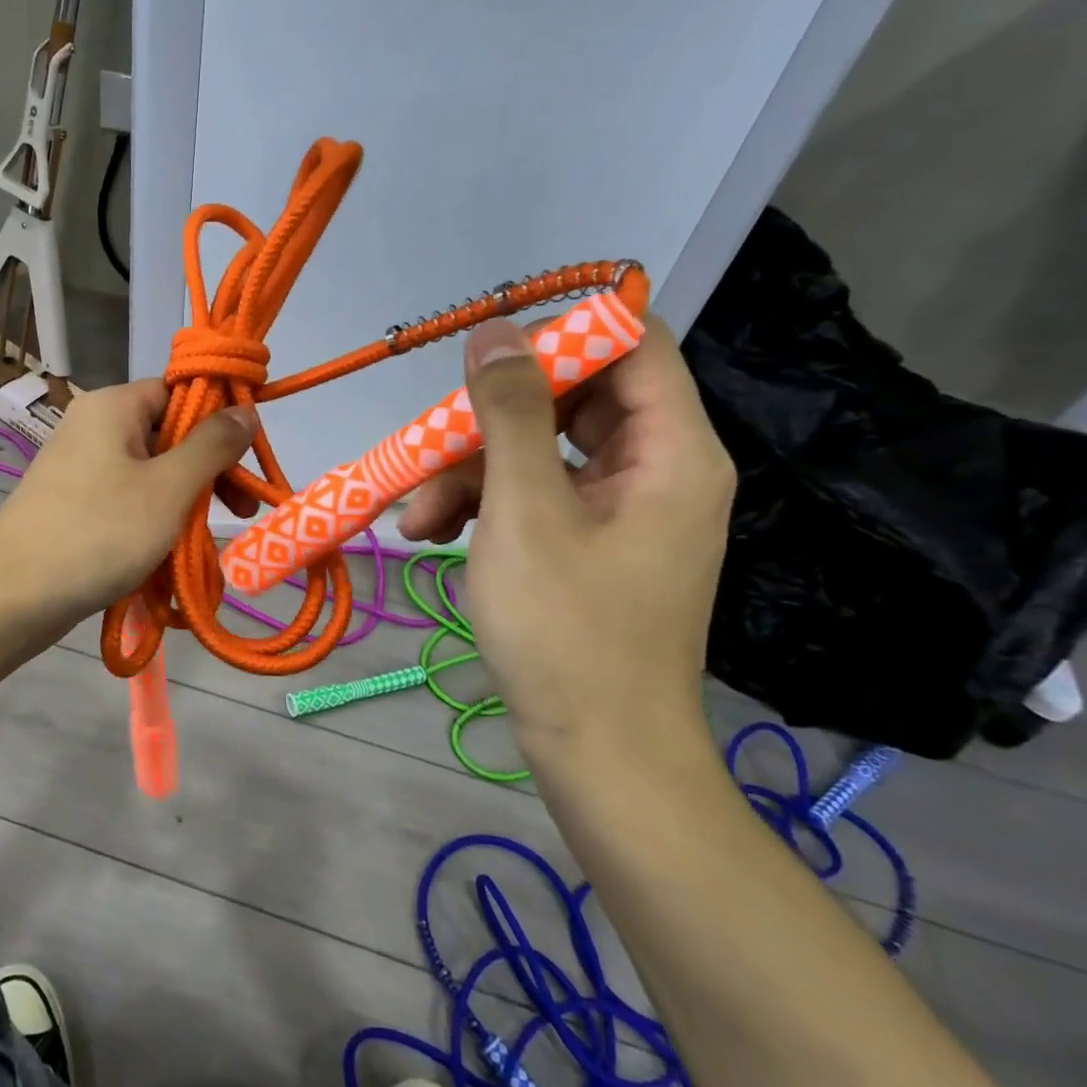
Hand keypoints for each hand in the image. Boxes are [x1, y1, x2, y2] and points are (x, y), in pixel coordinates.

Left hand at [0, 380, 256, 630]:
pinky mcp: (73, 503)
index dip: (219, 420)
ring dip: (185, 501)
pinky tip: (173, 553)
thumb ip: (213, 445)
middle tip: (240, 510)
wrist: (13, 595)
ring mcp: (79, 466)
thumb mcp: (169, 487)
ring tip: (208, 541)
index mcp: (114, 406)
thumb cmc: (100, 532)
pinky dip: (154, 520)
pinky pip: (126, 499)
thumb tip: (245, 409)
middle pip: (168, 433)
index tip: (248, 459)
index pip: (179, 392)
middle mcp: (94, 426)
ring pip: (150, 472)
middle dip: (208, 471)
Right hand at [401, 317, 734, 762]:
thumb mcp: (525, 510)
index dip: (562, 333)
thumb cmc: (568, 630)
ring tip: (415, 517)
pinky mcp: (586, 545)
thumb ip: (511, 413)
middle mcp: (654, 470)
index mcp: (671, 451)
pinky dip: (482, 508)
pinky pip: (533, 497)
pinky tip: (430, 534)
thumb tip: (495, 331)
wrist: (598, 755)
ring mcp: (618, 511)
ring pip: (538, 452)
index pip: (632, 344)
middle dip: (491, 419)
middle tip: (433, 440)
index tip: (488, 353)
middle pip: (572, 399)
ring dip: (470, 473)